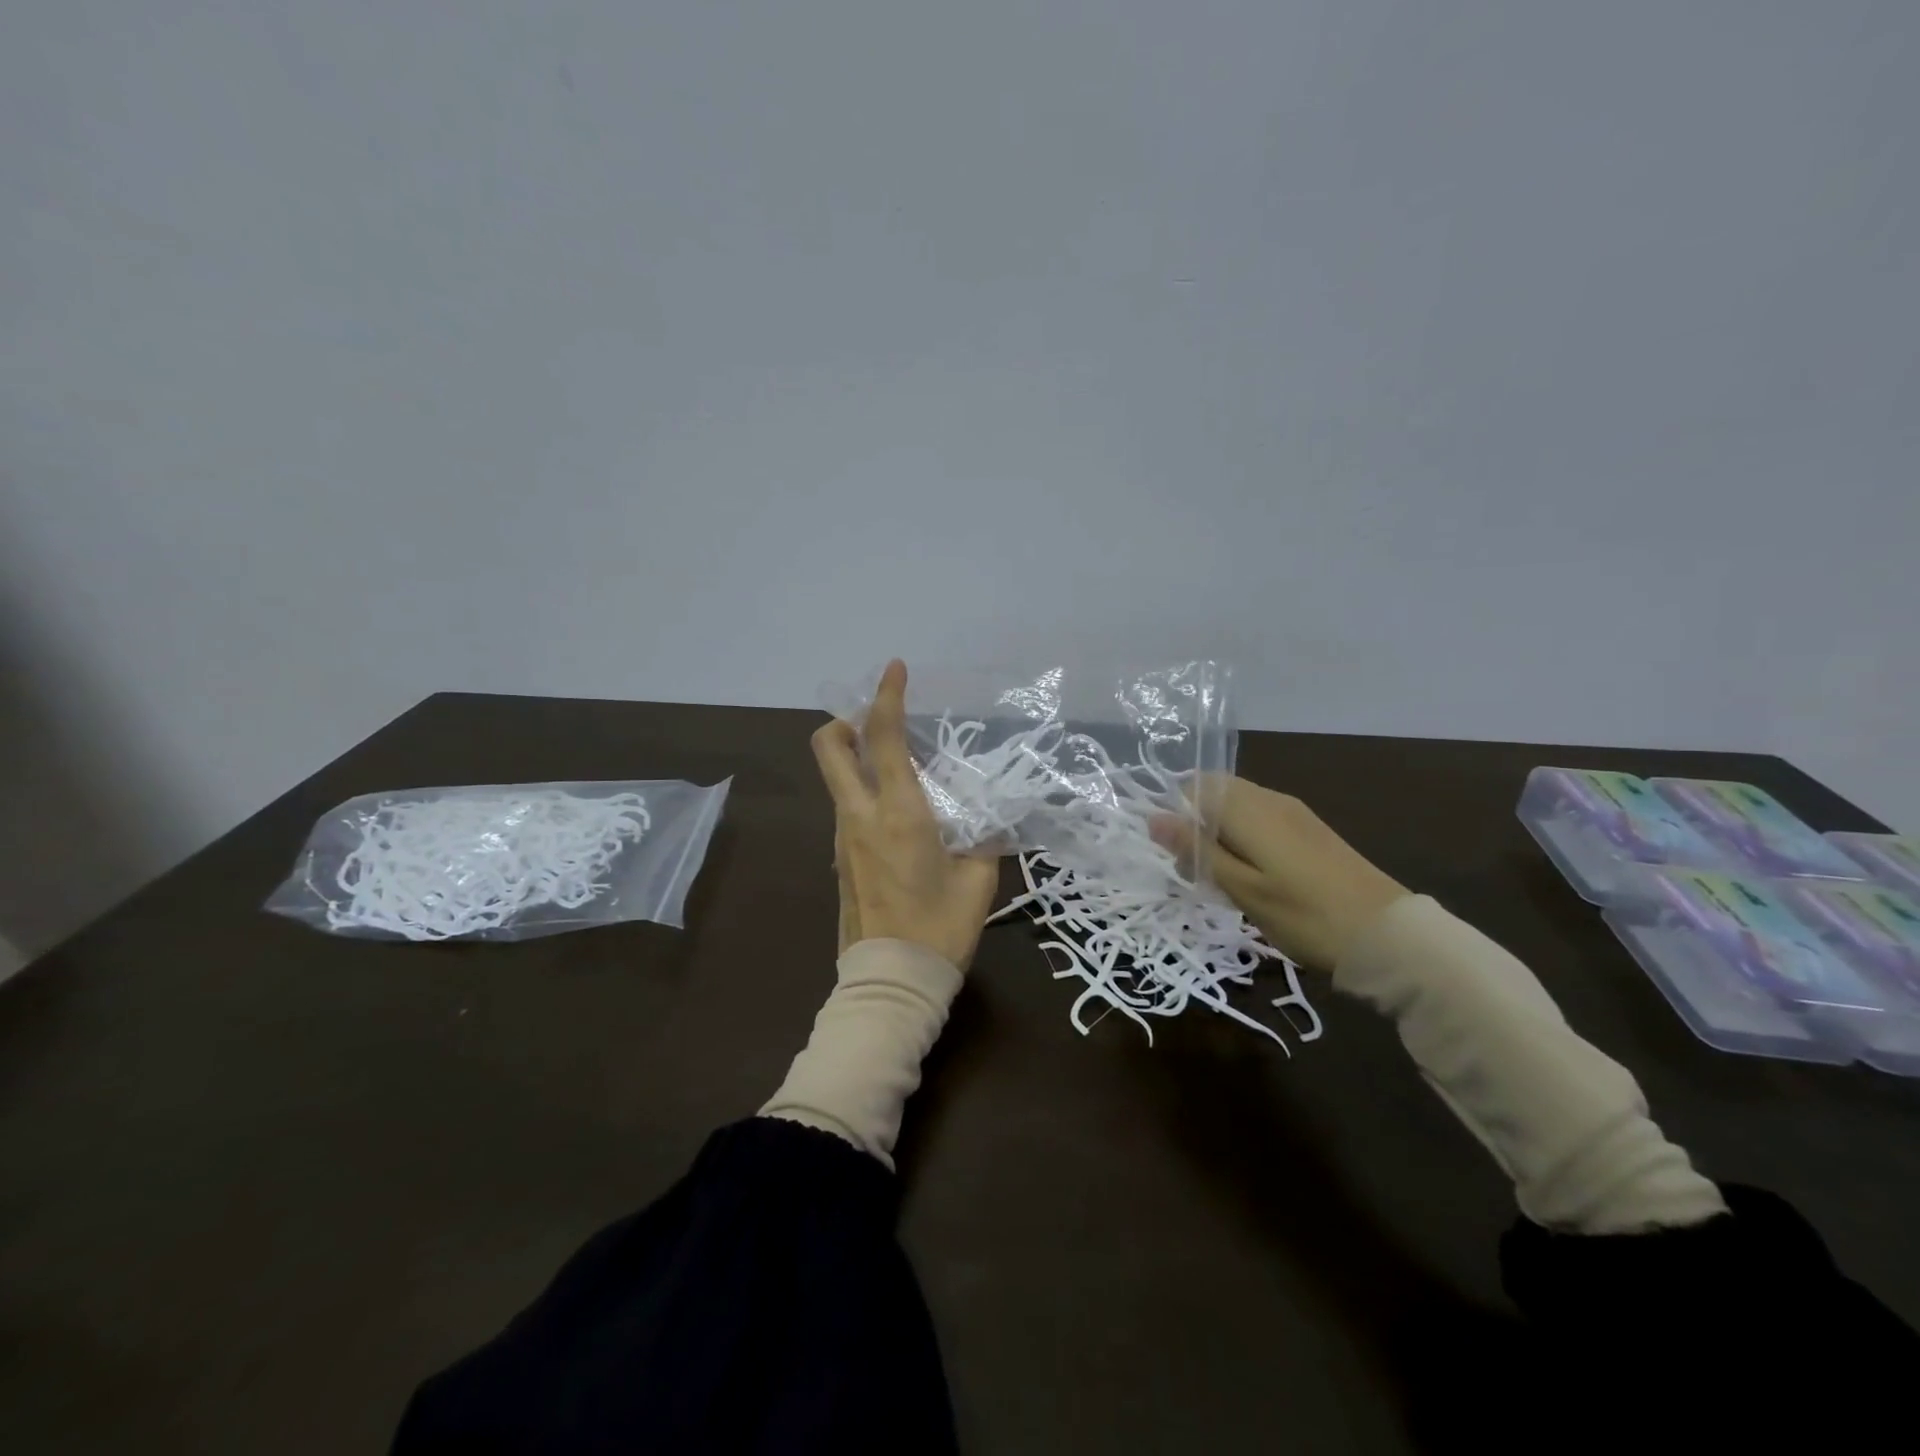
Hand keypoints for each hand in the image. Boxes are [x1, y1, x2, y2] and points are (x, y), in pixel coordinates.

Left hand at [811, 659, 1000, 970]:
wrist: (890, 982)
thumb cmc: (940, 928)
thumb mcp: (979, 879)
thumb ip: (985, 839)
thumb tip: (990, 820)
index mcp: (898, 812)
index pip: (884, 737)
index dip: (887, 695)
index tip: (894, 668)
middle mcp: (859, 816)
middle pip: (828, 748)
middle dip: (846, 721)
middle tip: (878, 724)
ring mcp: (842, 839)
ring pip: (838, 780)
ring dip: (859, 761)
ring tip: (905, 775)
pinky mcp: (840, 861)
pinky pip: (847, 810)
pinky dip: (864, 795)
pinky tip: (899, 818)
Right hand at [1160, 777, 1406, 972]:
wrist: (1388, 936)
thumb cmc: (1304, 915)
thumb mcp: (1240, 888)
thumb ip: (1195, 849)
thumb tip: (1153, 817)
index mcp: (1248, 807)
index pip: (1193, 786)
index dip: (1176, 816)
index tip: (1179, 856)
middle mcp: (1269, 798)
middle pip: (1215, 794)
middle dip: (1197, 826)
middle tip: (1200, 874)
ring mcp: (1294, 812)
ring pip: (1238, 809)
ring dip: (1220, 836)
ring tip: (1226, 882)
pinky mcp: (1310, 830)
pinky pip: (1261, 821)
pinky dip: (1245, 841)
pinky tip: (1256, 879)